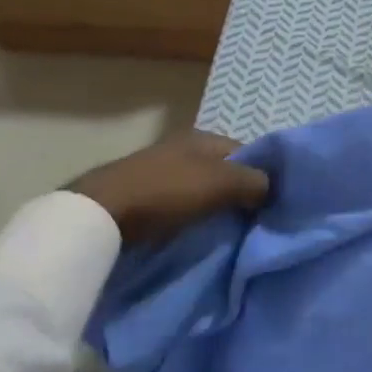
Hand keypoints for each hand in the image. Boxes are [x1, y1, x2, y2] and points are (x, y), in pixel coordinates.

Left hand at [65, 131, 269, 243]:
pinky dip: (190, 218)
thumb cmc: (166, 191)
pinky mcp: (141, 195)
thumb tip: (271, 189)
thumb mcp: (220, 183)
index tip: (270, 204)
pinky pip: (179, 205)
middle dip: (237, 194)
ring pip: (201, 190)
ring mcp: (159, 171)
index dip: (261, 175)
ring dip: (213, 208)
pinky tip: (196, 234)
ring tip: (227, 233)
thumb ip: (254, 182)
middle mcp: (182, 148)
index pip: (246, 153)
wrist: (100, 214)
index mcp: (202, 137)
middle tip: (252, 222)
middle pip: (223, 172)